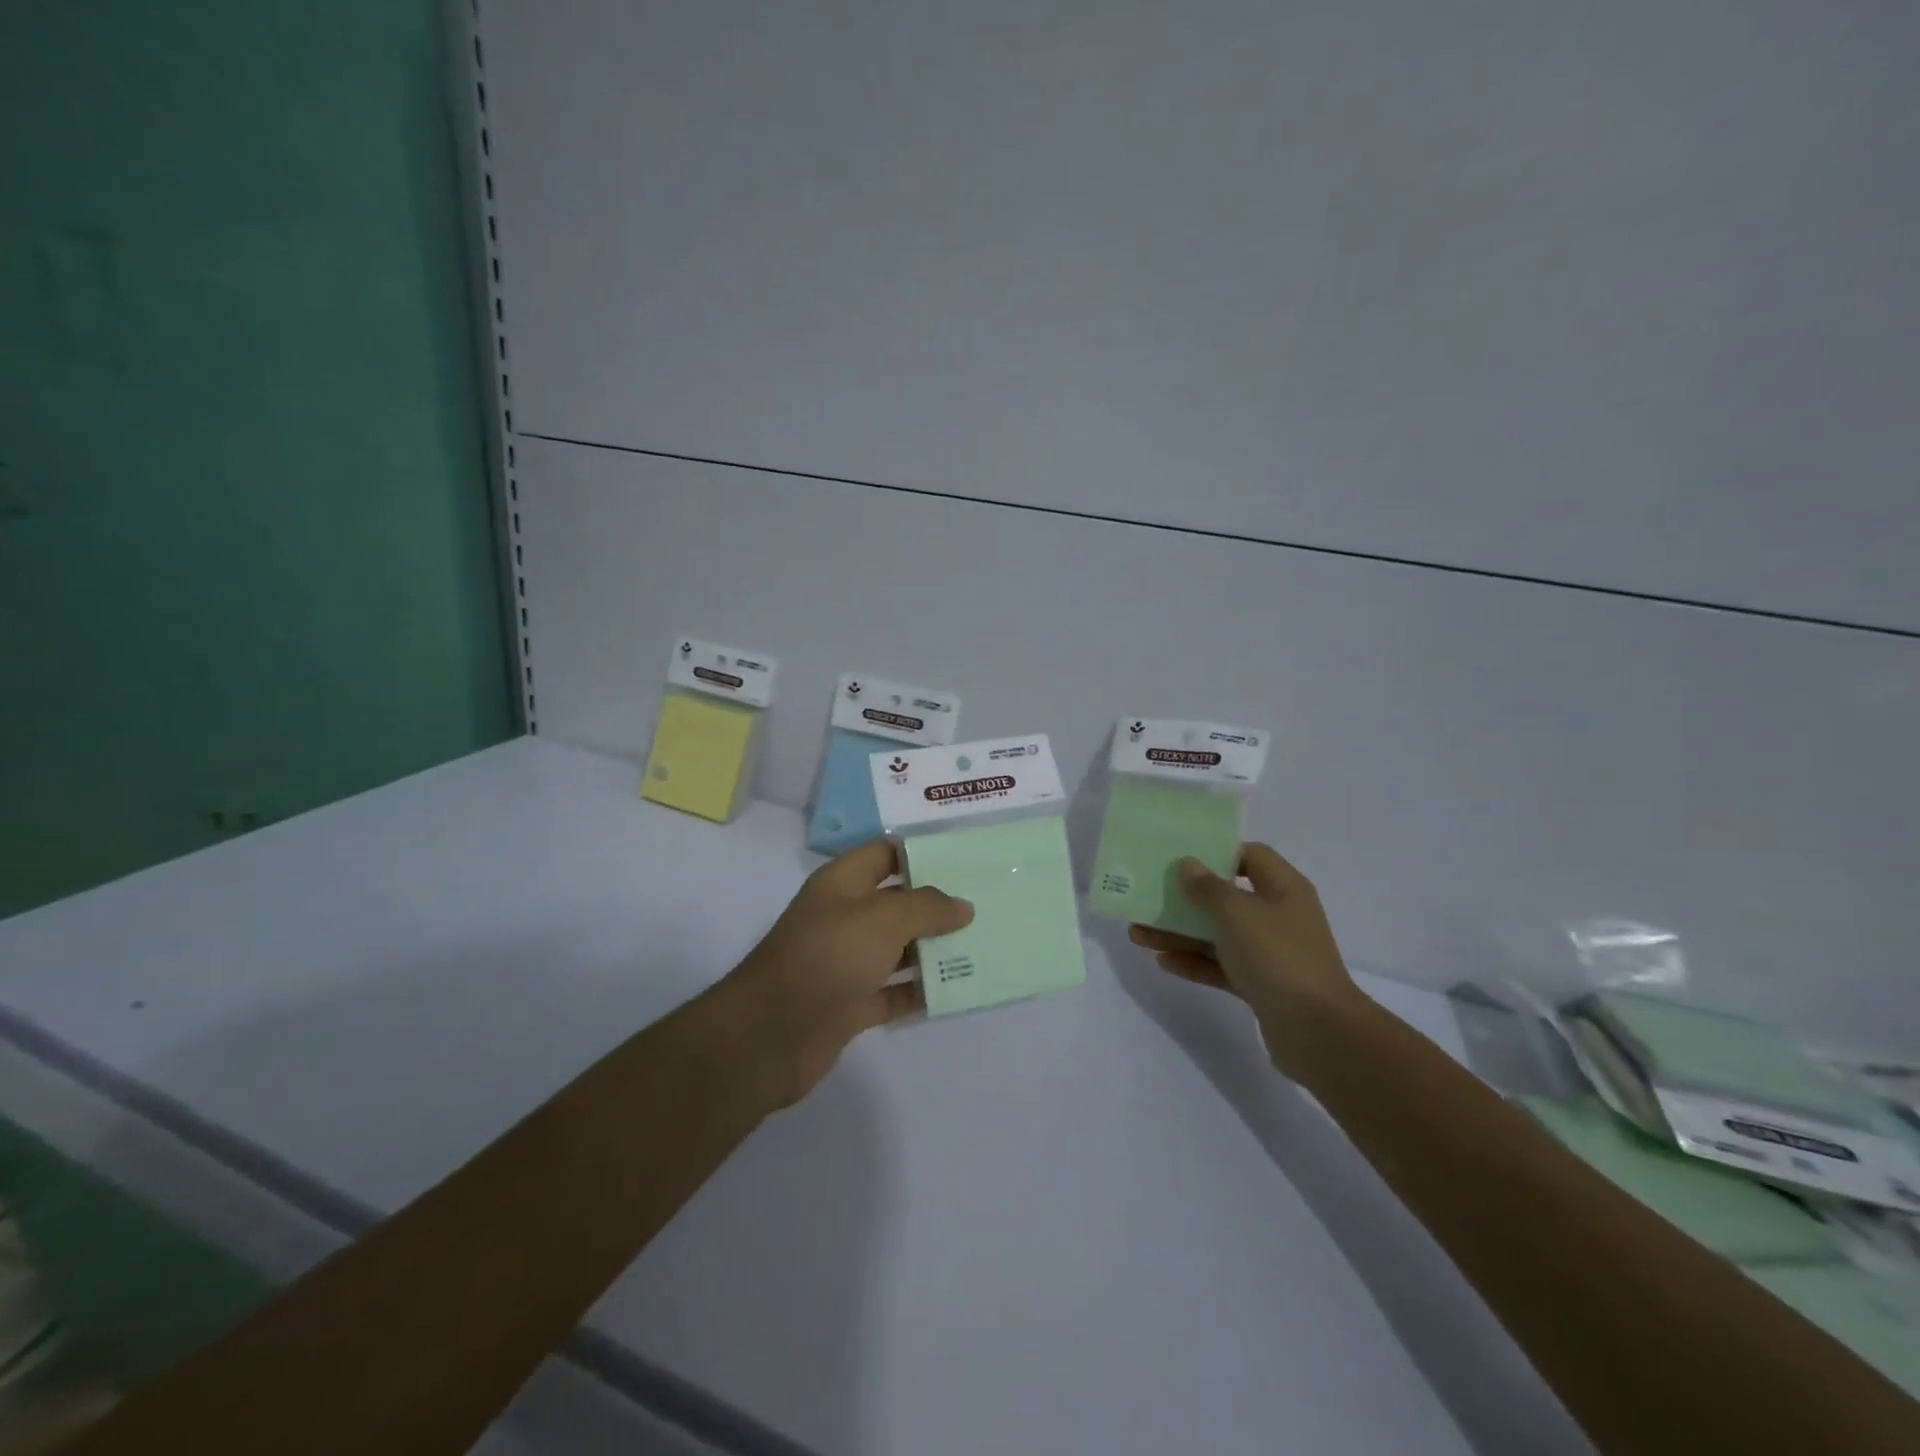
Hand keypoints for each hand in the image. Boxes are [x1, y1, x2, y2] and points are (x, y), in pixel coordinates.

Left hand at [720, 838, 972, 1105]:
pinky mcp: (851, 1003)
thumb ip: (927, 907)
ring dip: (935, 949)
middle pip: (897, 901)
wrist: (770, 1035)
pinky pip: (895, 991)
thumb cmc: (827, 957)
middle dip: (938, 903)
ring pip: (899, 948)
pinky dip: (921, 991)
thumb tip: (963, 906)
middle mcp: (844, 917)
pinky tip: (957, 990)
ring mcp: (846, 961)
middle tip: (986, 904)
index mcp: (843, 883)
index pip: (886, 853)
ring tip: (983, 945)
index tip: (965, 857)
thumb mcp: (882, 918)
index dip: (922, 851)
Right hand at [1128, 843, 1361, 1079]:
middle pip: (1225, 898)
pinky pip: (1221, 966)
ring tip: (1137, 934)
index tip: (1180, 858)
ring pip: (1218, 935)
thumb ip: (1207, 887)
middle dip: (1185, 899)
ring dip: (1180, 933)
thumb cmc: (1277, 956)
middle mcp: (1278, 916)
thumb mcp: (1236, 912)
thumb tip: (1189, 864)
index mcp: (1283, 888)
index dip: (1216, 853)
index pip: (1249, 856)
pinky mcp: (1261, 985)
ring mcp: (1270, 953)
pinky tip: (1162, 962)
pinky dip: (1194, 962)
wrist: (1318, 1031)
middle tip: (1148, 897)